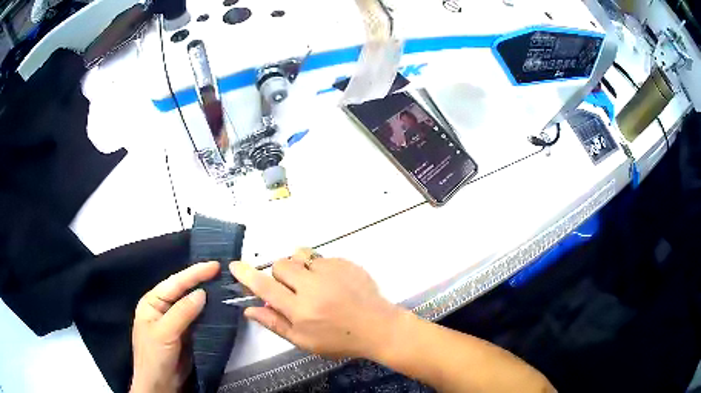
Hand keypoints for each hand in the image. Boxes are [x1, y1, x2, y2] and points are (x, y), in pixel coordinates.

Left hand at [131, 262, 219, 392]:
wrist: (160, 385)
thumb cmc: (154, 356)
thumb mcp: (165, 332)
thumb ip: (182, 312)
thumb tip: (201, 293)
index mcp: (152, 302)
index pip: (174, 283)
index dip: (194, 273)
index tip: (214, 265)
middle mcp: (164, 308)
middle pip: (183, 291)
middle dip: (200, 280)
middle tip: (221, 271)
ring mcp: (175, 321)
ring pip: (192, 305)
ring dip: (207, 296)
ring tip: (224, 284)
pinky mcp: (186, 334)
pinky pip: (198, 319)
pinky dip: (208, 313)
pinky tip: (219, 307)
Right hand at [231, 249, 400, 359]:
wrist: (378, 327)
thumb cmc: (340, 340)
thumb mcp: (304, 341)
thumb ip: (275, 324)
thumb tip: (249, 310)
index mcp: (300, 310)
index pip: (265, 287)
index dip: (247, 275)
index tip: (235, 265)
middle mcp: (313, 287)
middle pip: (280, 265)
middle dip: (279, 276)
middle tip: (291, 291)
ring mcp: (331, 272)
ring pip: (300, 256)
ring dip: (298, 267)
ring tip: (310, 283)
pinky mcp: (345, 263)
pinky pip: (320, 257)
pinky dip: (318, 267)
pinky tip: (331, 283)